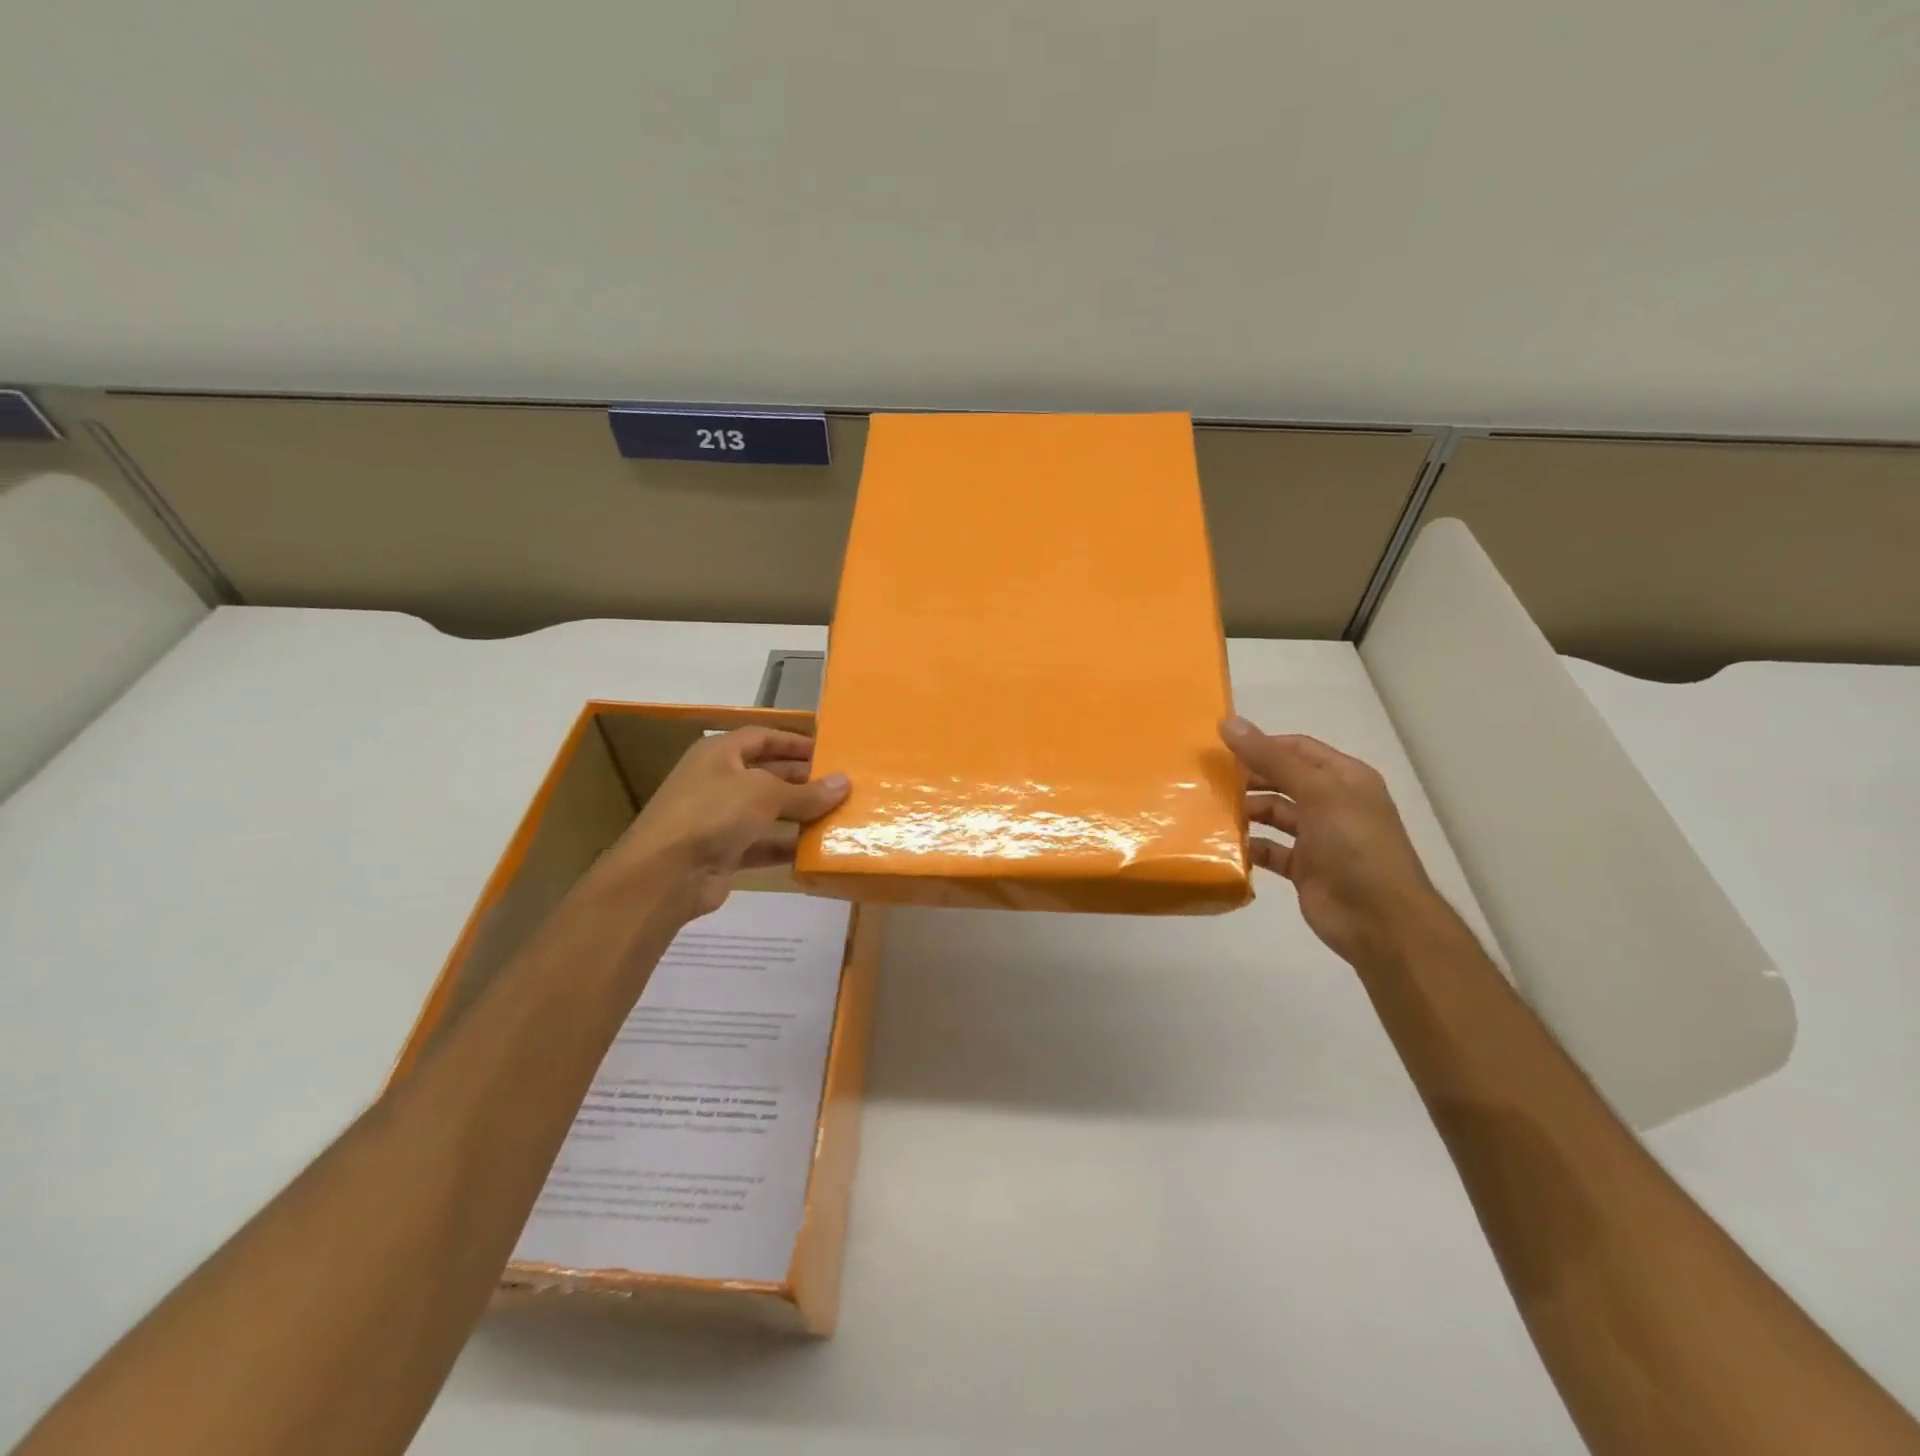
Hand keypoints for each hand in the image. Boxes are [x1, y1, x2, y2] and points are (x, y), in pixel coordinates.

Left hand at [596, 727, 849, 920]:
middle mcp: (717, 781)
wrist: (665, 874)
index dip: (794, 742)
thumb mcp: (765, 794)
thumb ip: (806, 791)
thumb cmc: (713, 813)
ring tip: (837, 815)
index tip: (829, 750)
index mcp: (719, 753)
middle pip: (767, 773)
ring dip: (799, 814)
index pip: (762, 737)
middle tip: (840, 785)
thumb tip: (844, 782)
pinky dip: (786, 846)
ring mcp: (718, 818)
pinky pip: (762, 844)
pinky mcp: (723, 852)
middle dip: (802, 779)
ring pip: (767, 811)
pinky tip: (816, 850)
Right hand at [1220, 715, 1447, 964]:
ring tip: (1206, 809)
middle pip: (1282, 780)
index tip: (1220, 746)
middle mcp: (1331, 803)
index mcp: (1344, 778)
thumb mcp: (1317, 792)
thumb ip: (1272, 759)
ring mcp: (1318, 837)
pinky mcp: (1303, 868)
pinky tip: (1222, 845)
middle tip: (1205, 778)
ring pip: (1273, 814)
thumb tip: (1229, 723)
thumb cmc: (1355, 846)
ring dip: (1244, 811)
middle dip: (1248, 777)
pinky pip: (1269, 850)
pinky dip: (1248, 846)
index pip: (1297, 748)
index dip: (1262, 744)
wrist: (1380, 920)